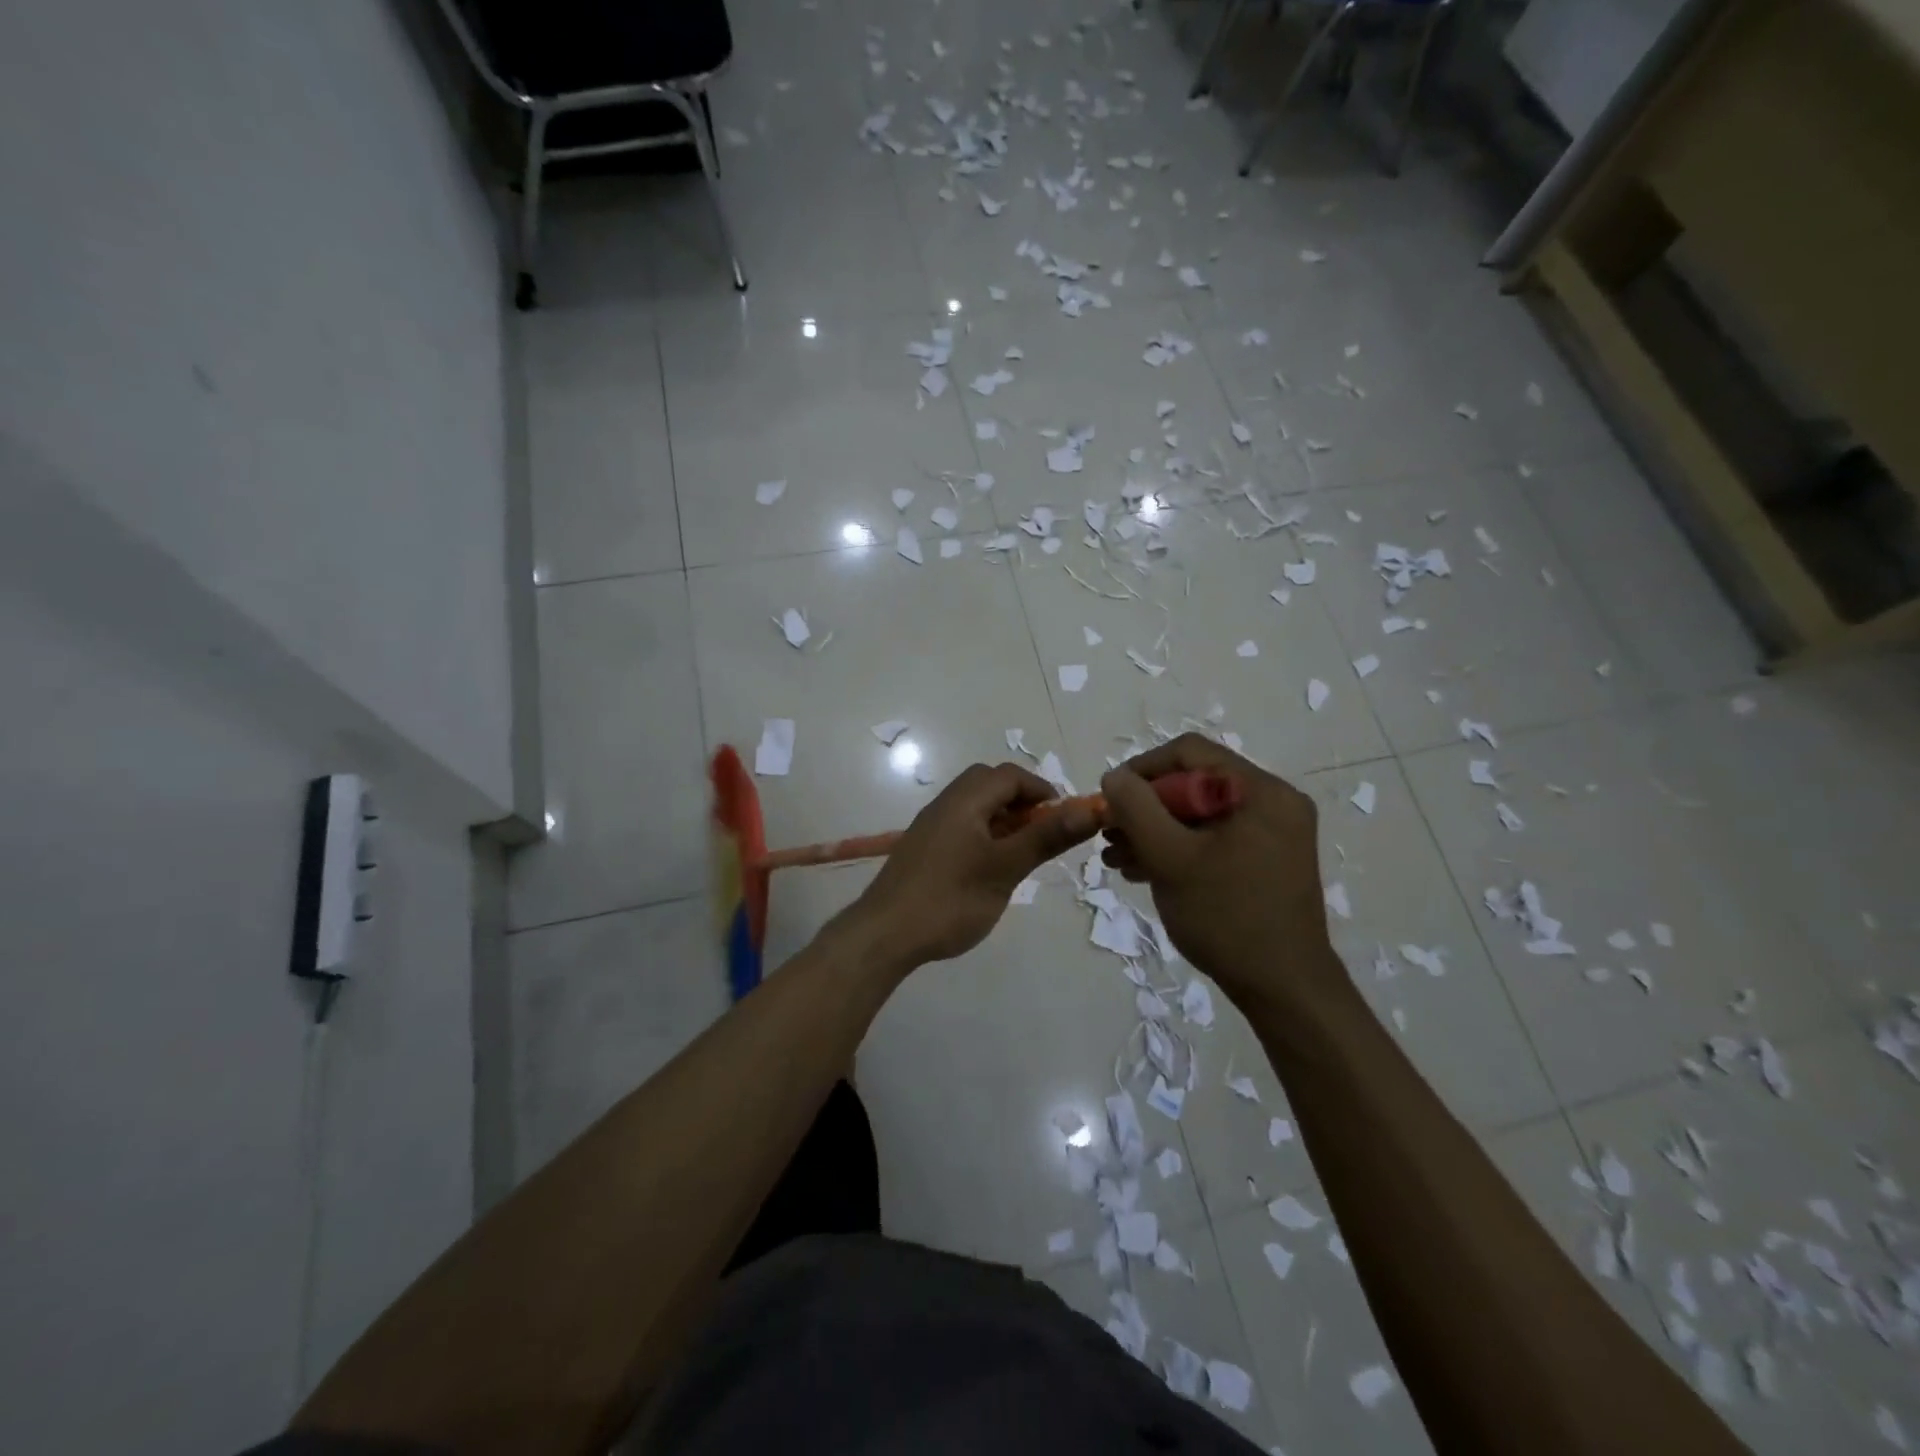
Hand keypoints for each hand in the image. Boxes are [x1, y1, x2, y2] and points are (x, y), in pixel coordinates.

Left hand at [842, 763, 1099, 970]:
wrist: (884, 935)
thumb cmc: (950, 899)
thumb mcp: (1005, 869)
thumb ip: (1046, 837)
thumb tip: (1089, 810)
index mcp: (965, 800)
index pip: (1010, 775)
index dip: (1043, 790)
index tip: (1066, 819)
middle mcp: (945, 803)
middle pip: (990, 784)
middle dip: (1022, 801)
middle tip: (1043, 833)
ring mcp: (931, 826)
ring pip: (975, 806)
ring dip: (1003, 819)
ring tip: (1022, 853)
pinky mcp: (923, 848)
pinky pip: (961, 825)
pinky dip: (984, 834)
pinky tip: (990, 868)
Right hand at [1101, 735, 1344, 1011]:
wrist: (1284, 990)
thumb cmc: (1227, 917)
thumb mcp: (1170, 858)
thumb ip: (1136, 809)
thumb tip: (1114, 777)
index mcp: (1262, 791)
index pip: (1189, 753)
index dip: (1142, 769)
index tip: (1110, 799)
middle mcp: (1273, 803)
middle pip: (1194, 785)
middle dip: (1145, 809)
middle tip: (1110, 835)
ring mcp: (1272, 834)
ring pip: (1199, 815)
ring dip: (1155, 831)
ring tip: (1117, 858)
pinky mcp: (1265, 861)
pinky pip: (1213, 839)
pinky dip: (1178, 849)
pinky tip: (1142, 870)